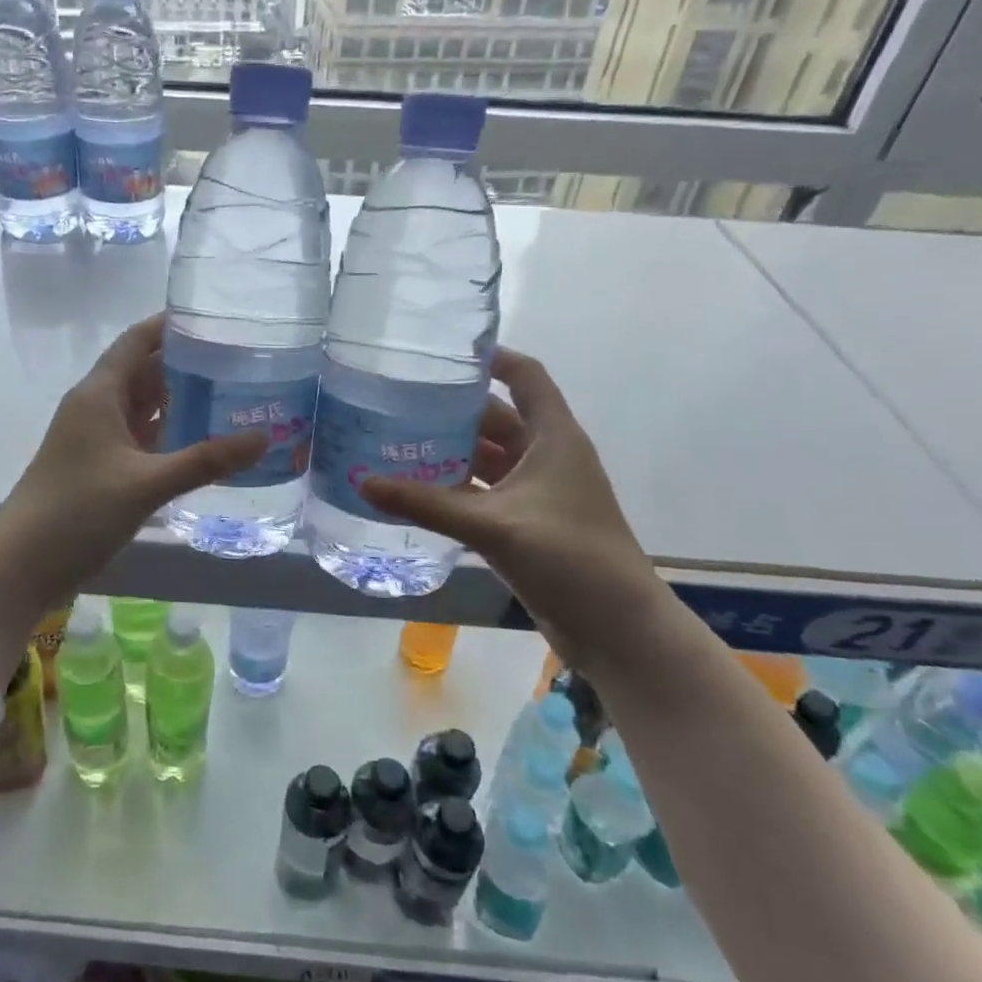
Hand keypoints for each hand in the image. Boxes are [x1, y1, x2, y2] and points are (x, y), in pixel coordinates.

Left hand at [0, 312, 265, 601]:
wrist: (22, 566)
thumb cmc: (78, 511)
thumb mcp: (147, 483)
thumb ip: (206, 460)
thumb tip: (264, 437)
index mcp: (100, 393)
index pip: (138, 340)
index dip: (173, 325)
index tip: (217, 319)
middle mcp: (97, 406)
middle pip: (145, 370)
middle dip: (188, 364)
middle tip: (240, 360)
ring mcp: (98, 437)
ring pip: (144, 406)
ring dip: (181, 400)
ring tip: (232, 394)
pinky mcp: (101, 466)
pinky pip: (142, 436)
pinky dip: (170, 433)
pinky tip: (204, 440)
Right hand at [361, 346, 670, 663]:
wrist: (618, 631)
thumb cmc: (570, 558)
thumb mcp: (494, 525)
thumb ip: (427, 504)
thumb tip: (363, 483)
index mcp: (554, 437)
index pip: (525, 376)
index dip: (490, 357)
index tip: (442, 350)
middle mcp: (546, 456)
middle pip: (496, 417)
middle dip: (451, 410)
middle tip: (398, 401)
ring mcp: (537, 493)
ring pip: (487, 458)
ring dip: (450, 452)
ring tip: (396, 442)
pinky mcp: (527, 524)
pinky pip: (484, 493)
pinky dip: (455, 489)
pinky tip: (416, 491)